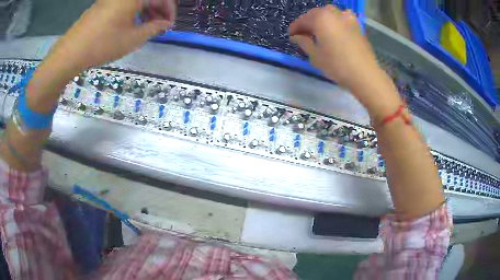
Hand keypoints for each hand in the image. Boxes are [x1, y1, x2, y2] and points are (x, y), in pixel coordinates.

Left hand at [48, 0, 175, 71]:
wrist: (71, 51)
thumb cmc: (104, 44)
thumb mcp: (133, 38)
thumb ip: (154, 28)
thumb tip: (165, 23)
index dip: (169, 11)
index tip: (169, 25)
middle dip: (158, 9)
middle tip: (159, 25)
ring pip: (136, 0)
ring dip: (146, 9)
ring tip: (146, 26)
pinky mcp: (103, 3)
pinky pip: (124, 2)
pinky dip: (132, 10)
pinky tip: (130, 23)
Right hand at [289, 6, 382, 90]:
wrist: (365, 74)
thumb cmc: (337, 65)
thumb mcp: (315, 55)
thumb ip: (303, 42)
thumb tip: (295, 36)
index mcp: (320, 18)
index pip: (302, 20)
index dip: (295, 28)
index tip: (290, 36)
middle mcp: (333, 13)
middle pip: (315, 14)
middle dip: (308, 23)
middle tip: (303, 34)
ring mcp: (347, 17)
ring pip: (329, 14)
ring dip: (321, 20)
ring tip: (318, 31)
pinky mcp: (357, 24)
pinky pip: (341, 18)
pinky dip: (334, 21)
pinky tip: (334, 30)